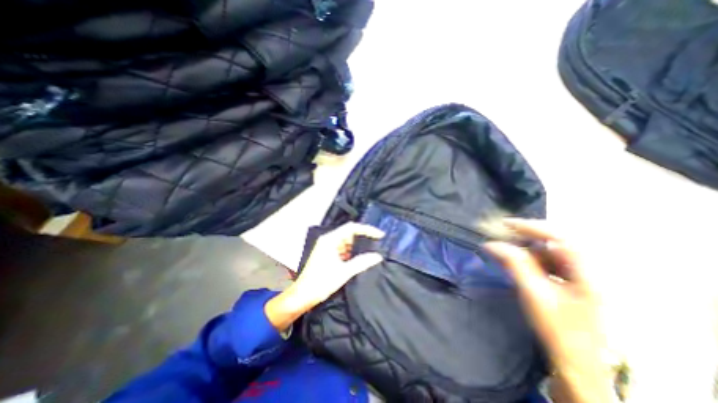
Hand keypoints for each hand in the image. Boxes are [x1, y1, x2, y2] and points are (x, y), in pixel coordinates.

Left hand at [264, 222, 386, 331]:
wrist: (303, 295)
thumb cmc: (321, 282)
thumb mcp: (344, 272)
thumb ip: (362, 262)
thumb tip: (378, 256)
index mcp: (330, 240)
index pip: (352, 228)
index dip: (367, 230)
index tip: (379, 235)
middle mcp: (329, 240)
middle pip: (349, 234)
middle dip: (363, 239)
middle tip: (377, 244)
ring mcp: (327, 247)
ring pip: (347, 242)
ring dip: (357, 247)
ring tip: (371, 251)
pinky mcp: (328, 254)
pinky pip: (343, 249)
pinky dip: (351, 253)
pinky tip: (360, 259)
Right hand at [482, 220, 611, 402]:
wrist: (577, 362)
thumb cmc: (558, 328)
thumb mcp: (534, 293)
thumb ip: (514, 264)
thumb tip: (491, 244)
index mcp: (586, 272)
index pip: (559, 237)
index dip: (531, 227)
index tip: (505, 224)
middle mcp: (587, 270)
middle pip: (555, 242)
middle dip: (527, 237)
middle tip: (503, 236)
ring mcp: (582, 277)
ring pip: (551, 252)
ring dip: (528, 249)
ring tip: (508, 252)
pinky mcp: (573, 283)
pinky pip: (550, 263)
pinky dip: (532, 260)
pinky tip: (520, 265)